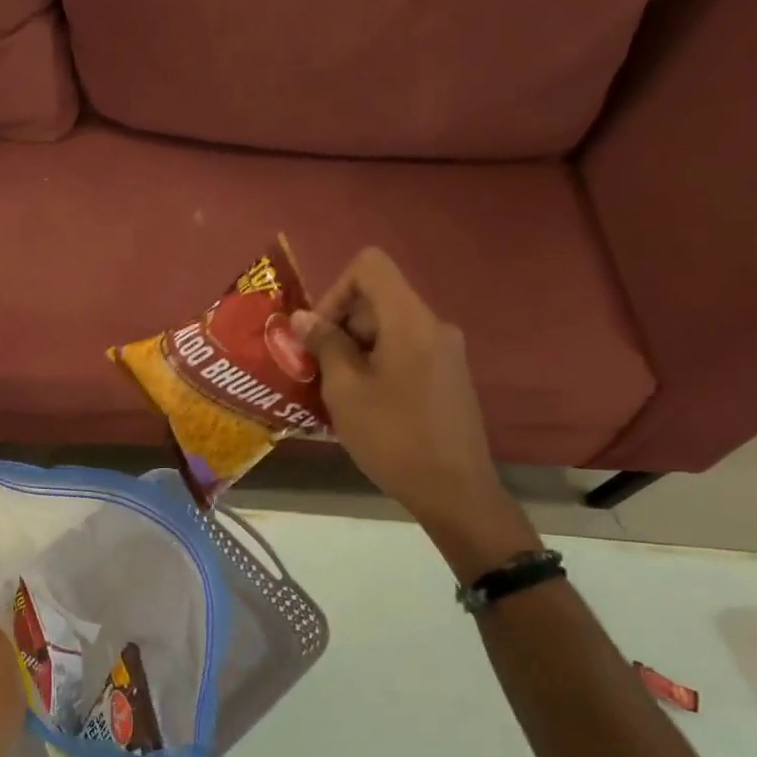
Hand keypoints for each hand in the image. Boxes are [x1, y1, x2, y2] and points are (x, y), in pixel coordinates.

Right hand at [294, 249, 528, 563]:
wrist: (454, 490)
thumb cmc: (392, 437)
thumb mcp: (345, 390)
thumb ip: (324, 345)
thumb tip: (303, 317)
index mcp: (410, 320)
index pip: (369, 266)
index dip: (334, 290)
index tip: (320, 335)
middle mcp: (433, 325)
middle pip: (377, 298)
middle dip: (340, 326)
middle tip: (317, 370)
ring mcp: (445, 350)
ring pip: (388, 327)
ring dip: (354, 349)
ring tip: (336, 392)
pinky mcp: (447, 374)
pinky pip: (404, 349)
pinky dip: (376, 363)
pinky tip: (364, 403)